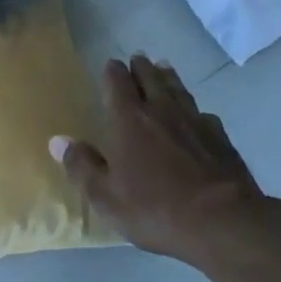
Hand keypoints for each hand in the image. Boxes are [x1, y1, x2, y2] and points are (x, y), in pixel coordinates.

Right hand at [52, 55, 264, 267]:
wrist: (223, 222)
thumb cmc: (155, 209)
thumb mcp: (106, 196)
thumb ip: (81, 166)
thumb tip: (57, 140)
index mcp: (128, 120)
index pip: (117, 83)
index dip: (113, 72)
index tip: (111, 65)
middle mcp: (161, 110)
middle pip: (150, 78)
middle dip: (141, 67)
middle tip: (137, 59)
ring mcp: (194, 121)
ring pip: (178, 89)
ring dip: (168, 77)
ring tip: (164, 67)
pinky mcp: (220, 138)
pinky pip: (203, 114)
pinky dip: (194, 109)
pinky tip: (198, 115)